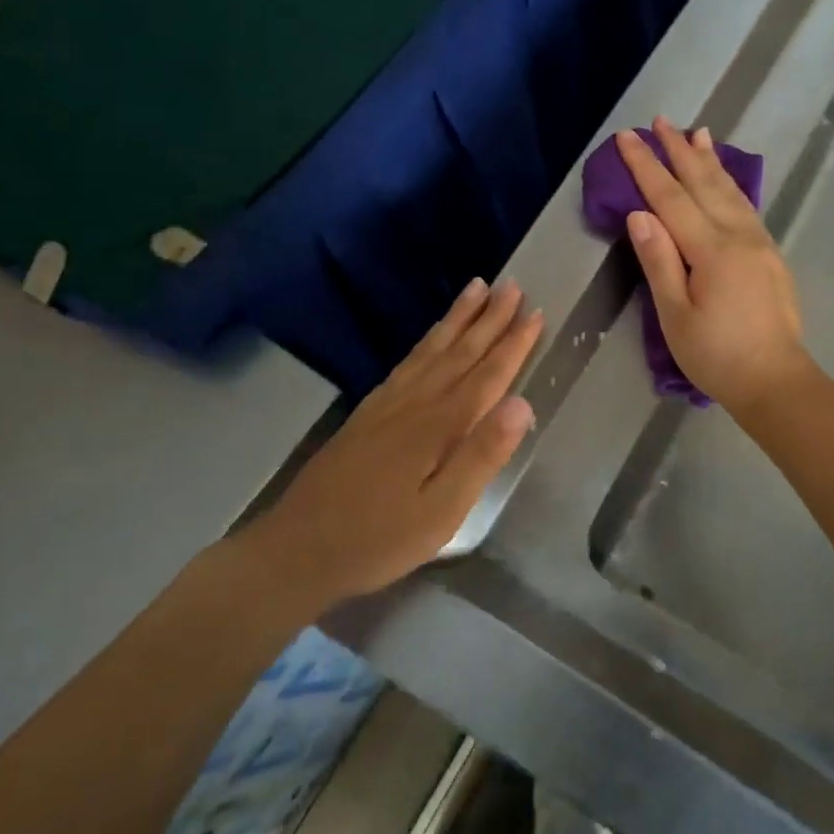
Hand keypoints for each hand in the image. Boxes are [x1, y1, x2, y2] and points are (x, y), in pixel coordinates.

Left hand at [240, 278, 541, 604]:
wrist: (297, 549)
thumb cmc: (379, 539)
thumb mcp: (442, 511)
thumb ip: (482, 456)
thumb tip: (522, 404)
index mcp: (438, 426)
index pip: (487, 375)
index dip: (513, 344)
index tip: (536, 312)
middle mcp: (414, 403)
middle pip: (459, 352)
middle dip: (489, 318)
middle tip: (512, 285)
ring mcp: (386, 405)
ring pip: (430, 350)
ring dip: (457, 319)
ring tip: (476, 289)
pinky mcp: (366, 413)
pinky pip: (406, 362)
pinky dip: (426, 341)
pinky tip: (430, 337)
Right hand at [615, 117, 810, 413]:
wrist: (776, 381)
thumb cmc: (717, 356)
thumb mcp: (674, 316)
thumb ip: (659, 262)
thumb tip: (639, 214)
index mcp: (711, 250)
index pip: (670, 197)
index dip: (646, 165)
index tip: (627, 137)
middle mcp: (738, 236)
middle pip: (704, 183)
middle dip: (679, 150)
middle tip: (660, 121)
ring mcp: (759, 243)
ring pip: (730, 190)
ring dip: (710, 160)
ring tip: (697, 133)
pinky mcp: (770, 255)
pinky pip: (746, 206)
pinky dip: (731, 184)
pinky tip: (726, 179)